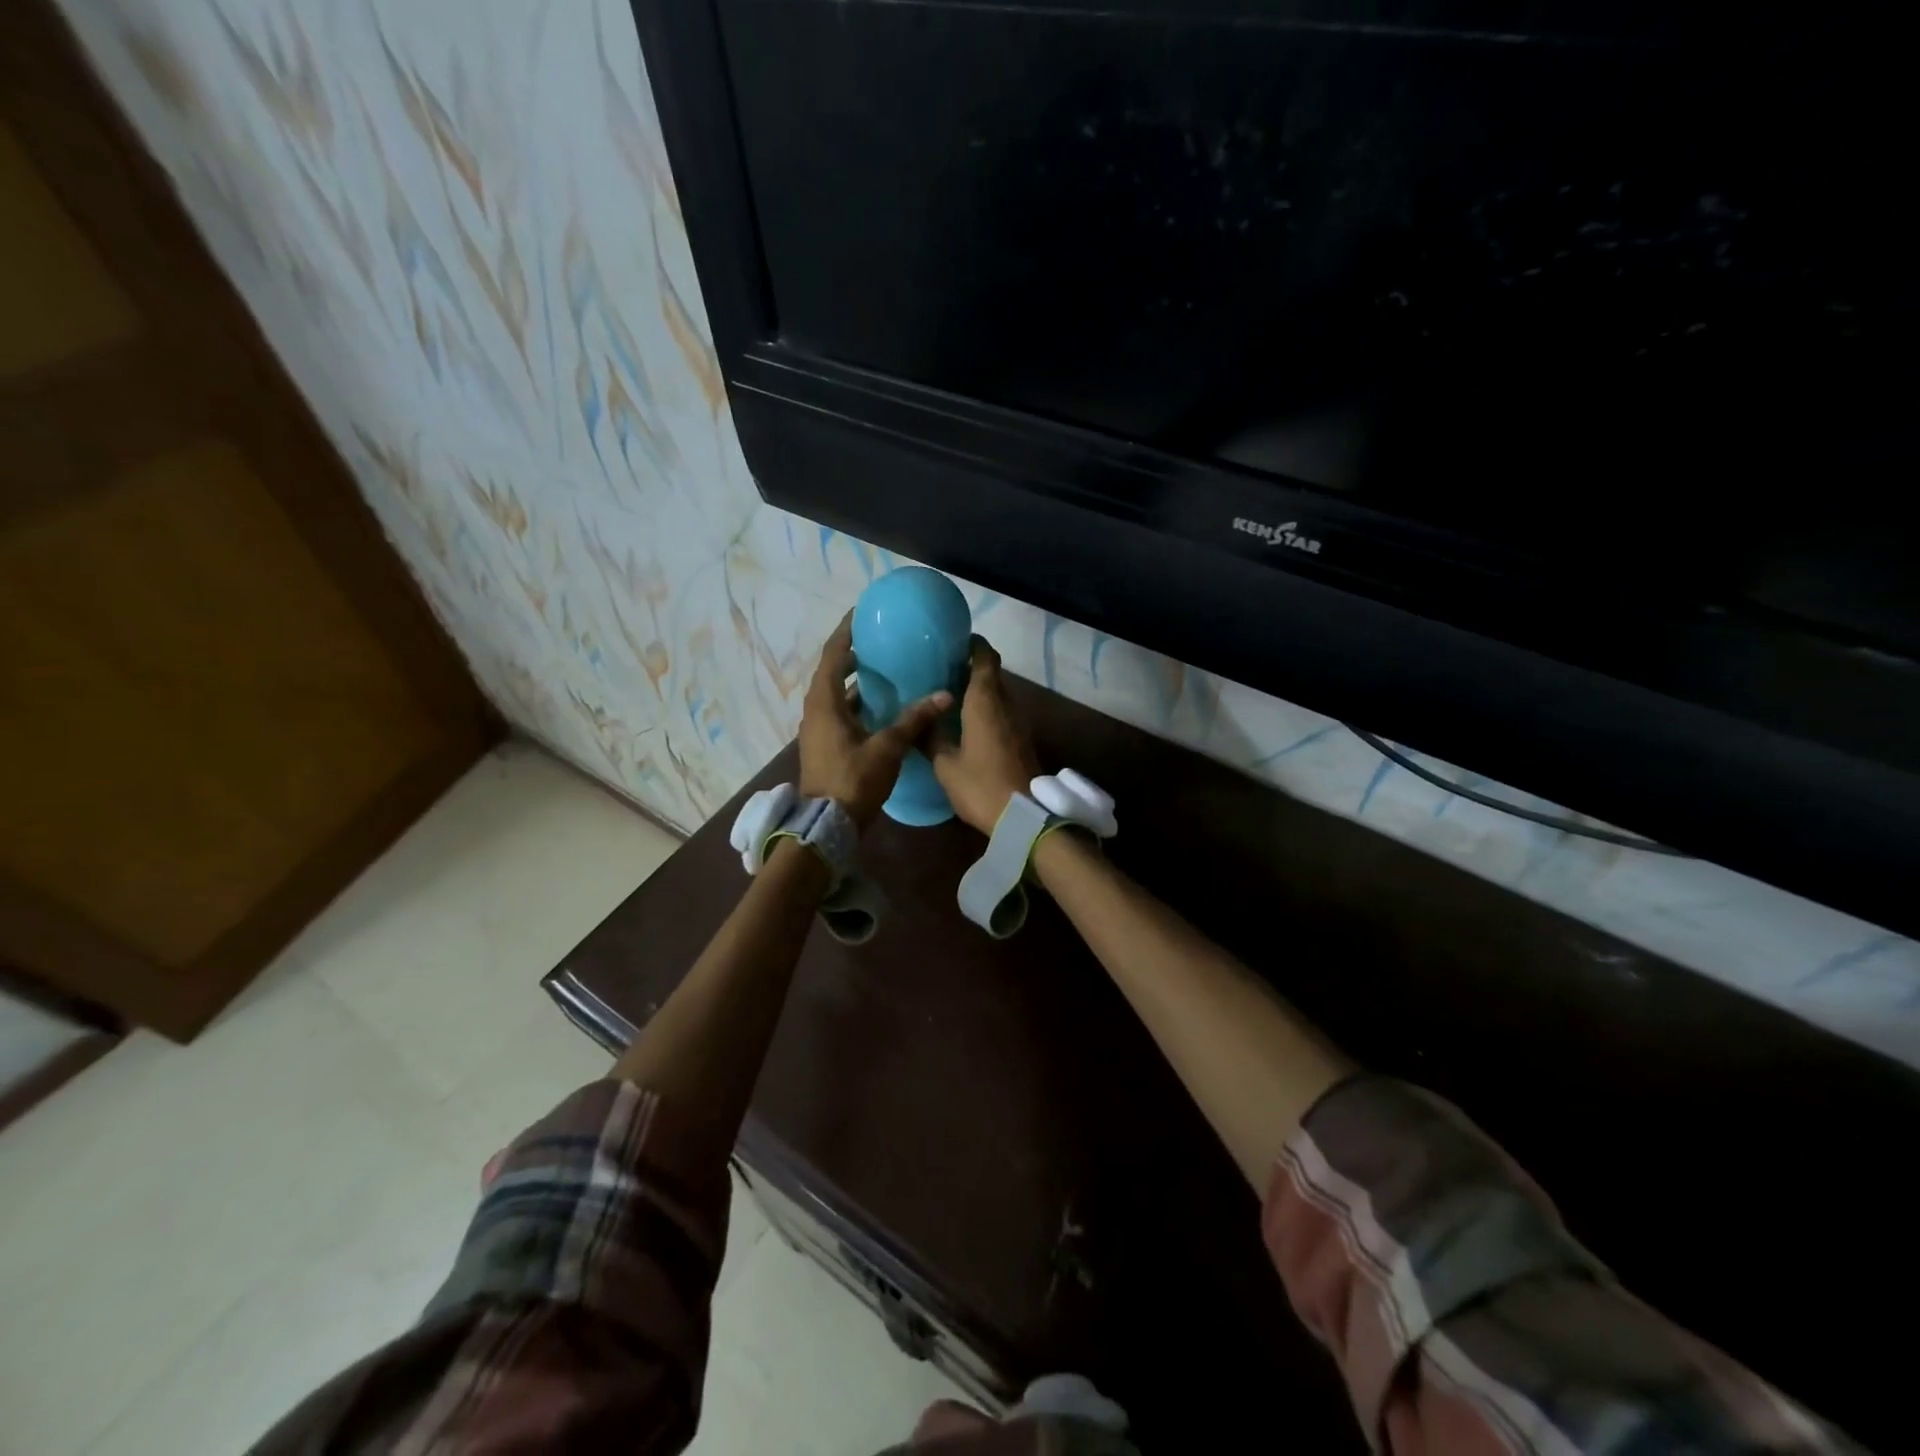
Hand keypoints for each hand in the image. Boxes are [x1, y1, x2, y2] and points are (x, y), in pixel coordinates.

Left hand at [800, 614, 952, 828]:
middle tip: (879, 641)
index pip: (832, 656)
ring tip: (884, 669)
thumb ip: (914, 719)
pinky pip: (840, 713)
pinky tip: (882, 707)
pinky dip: (857, 704)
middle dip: (852, 655)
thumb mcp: (887, 748)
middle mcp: (816, 711)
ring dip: (855, 682)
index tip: (861, 613)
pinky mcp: (825, 746)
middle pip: (831, 673)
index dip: (846, 632)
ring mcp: (818, 730)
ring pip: (836, 695)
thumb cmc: (853, 781)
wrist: (826, 826)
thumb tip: (944, 695)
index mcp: (824, 703)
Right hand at [929, 636, 1039, 834]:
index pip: (985, 657)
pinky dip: (984, 709)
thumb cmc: (980, 785)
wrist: (1023, 815)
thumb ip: (930, 738)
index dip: (972, 645)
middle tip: (939, 670)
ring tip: (947, 695)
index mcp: (985, 701)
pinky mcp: (1020, 739)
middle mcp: (1005, 703)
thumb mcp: (945, 764)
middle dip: (969, 667)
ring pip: (997, 694)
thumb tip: (917, 721)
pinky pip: (1001, 713)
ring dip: (977, 690)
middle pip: (991, 674)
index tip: (952, 642)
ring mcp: (1017, 722)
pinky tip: (964, 723)